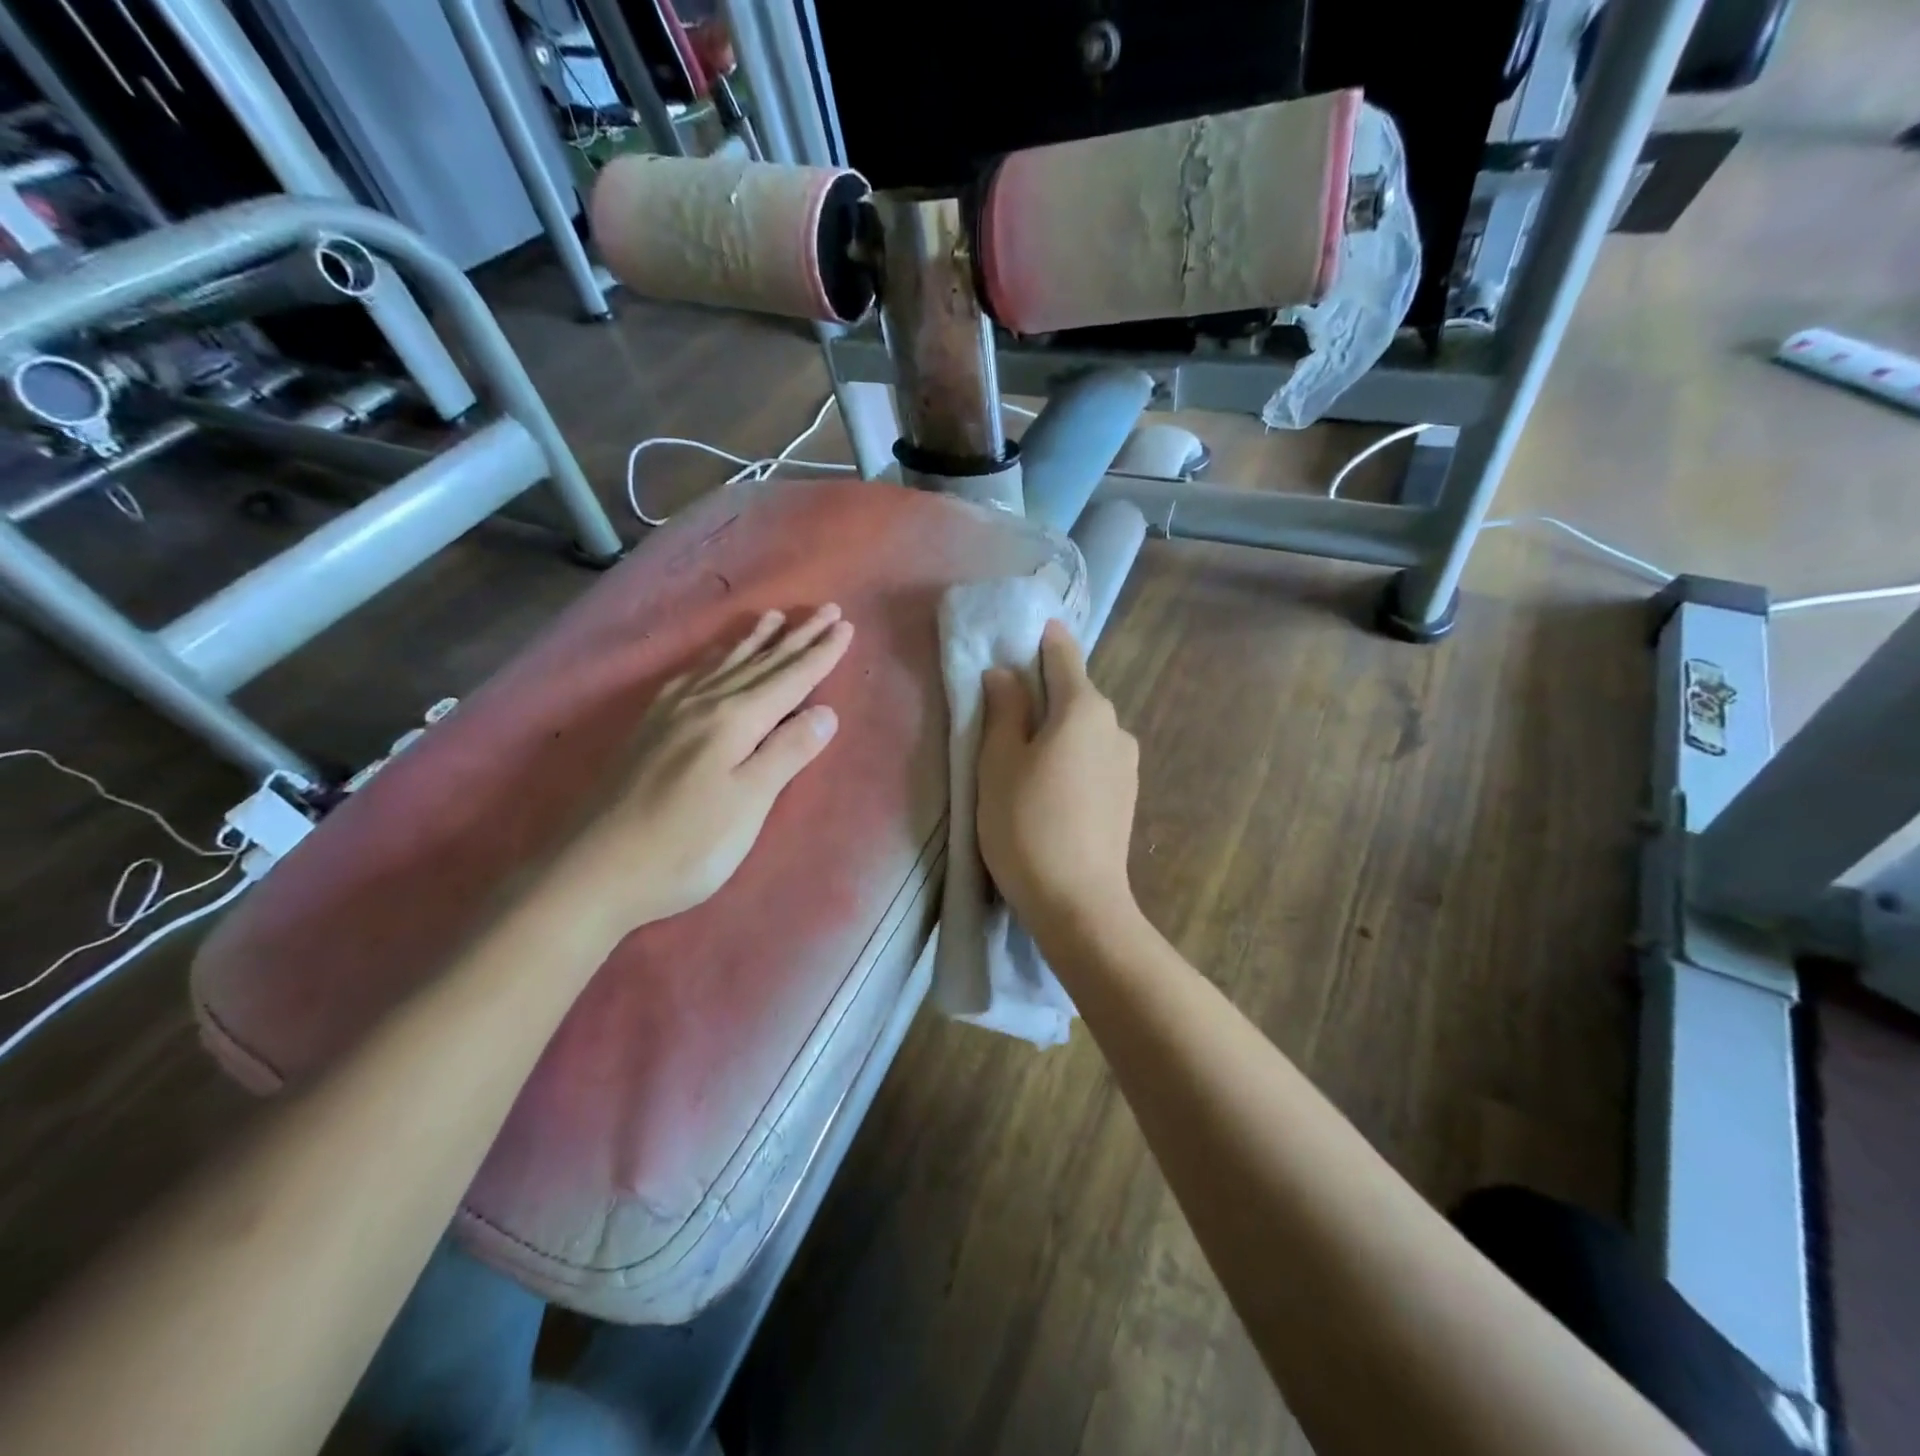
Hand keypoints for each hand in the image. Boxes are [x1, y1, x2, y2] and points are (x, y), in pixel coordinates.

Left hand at [554, 605, 853, 937]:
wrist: (593, 870)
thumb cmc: (685, 846)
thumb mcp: (748, 804)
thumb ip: (787, 753)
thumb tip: (826, 712)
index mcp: (734, 721)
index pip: (790, 680)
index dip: (820, 655)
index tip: (845, 626)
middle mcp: (703, 703)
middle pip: (761, 663)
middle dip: (797, 638)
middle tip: (826, 609)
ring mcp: (671, 712)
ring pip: (725, 663)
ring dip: (755, 640)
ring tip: (775, 616)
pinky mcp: (650, 726)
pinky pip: (694, 674)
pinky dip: (715, 658)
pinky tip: (715, 656)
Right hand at [976, 619, 1139, 935]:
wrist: (1078, 902)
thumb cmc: (1026, 824)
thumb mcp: (998, 762)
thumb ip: (1003, 710)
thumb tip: (1004, 674)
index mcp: (1084, 708)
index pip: (1063, 655)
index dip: (1042, 641)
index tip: (1023, 635)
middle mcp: (1115, 726)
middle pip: (1075, 694)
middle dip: (1043, 693)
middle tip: (1005, 711)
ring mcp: (1127, 762)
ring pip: (1085, 730)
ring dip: (1057, 730)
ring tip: (1024, 758)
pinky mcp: (1127, 795)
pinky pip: (1094, 758)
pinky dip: (1072, 757)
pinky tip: (1050, 788)